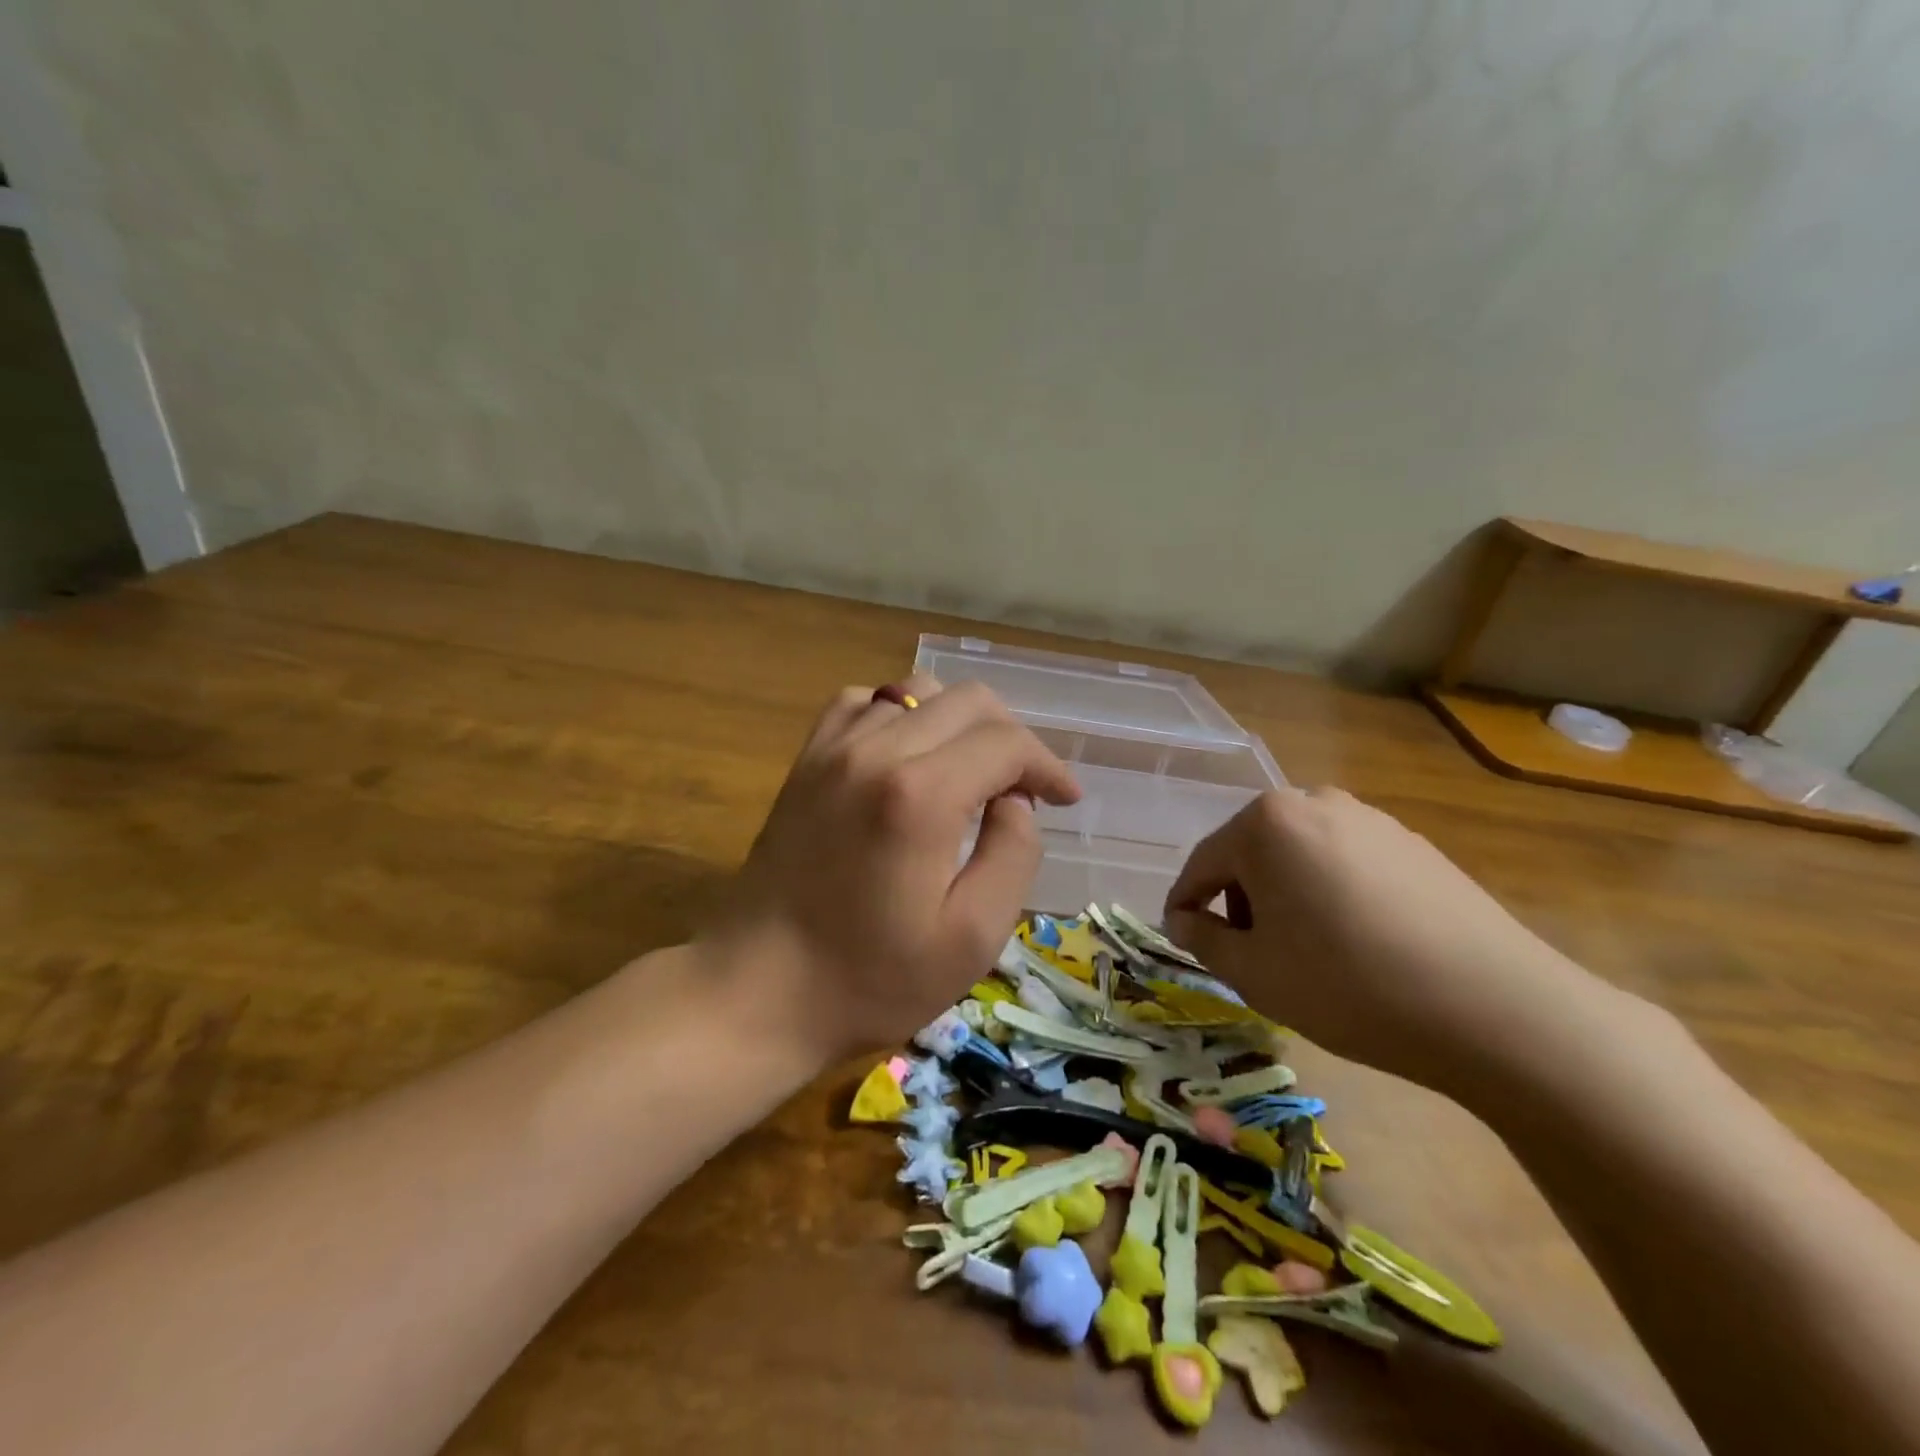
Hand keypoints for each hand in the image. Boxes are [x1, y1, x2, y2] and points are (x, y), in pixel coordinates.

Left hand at [701, 675, 1080, 1063]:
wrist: (758, 991)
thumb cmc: (870, 978)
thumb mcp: (971, 937)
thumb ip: (1013, 854)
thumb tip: (1015, 800)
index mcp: (921, 794)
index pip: (1007, 743)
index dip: (1047, 766)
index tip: (1065, 799)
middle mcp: (876, 750)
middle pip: (968, 701)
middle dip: (1012, 738)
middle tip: (1024, 788)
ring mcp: (833, 749)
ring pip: (918, 692)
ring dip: (959, 723)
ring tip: (971, 771)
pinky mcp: (806, 760)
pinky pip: (864, 703)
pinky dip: (901, 715)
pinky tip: (907, 755)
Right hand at [1164, 787, 1594, 1091]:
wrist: (1496, 1008)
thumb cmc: (1349, 984)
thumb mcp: (1254, 972)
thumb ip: (1203, 938)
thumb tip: (1184, 919)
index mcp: (1266, 823)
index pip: (1203, 864)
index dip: (1185, 905)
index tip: (1181, 939)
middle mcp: (1314, 802)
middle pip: (1252, 853)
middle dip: (1239, 901)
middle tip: (1250, 954)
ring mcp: (1370, 819)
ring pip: (1299, 856)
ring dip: (1286, 896)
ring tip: (1306, 951)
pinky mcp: (1413, 843)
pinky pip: (1346, 863)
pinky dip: (1332, 894)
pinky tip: (1357, 942)